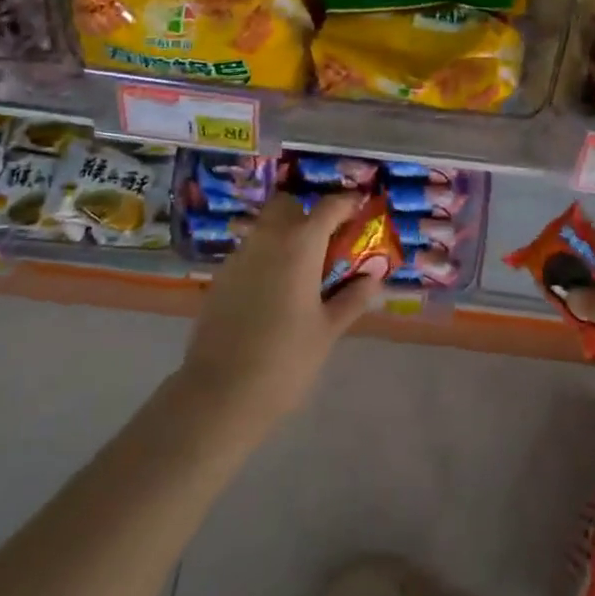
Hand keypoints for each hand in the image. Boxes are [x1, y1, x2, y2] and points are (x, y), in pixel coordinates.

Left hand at [181, 193, 387, 427]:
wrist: (220, 392)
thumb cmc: (286, 359)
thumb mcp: (328, 330)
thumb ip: (352, 298)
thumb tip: (374, 278)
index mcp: (300, 244)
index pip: (329, 207)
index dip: (347, 202)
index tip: (361, 206)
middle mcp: (267, 238)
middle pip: (288, 205)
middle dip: (307, 213)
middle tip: (327, 240)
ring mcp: (239, 256)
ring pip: (265, 227)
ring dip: (285, 234)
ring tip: (302, 268)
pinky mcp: (220, 277)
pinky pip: (249, 252)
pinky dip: (265, 257)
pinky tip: (273, 291)